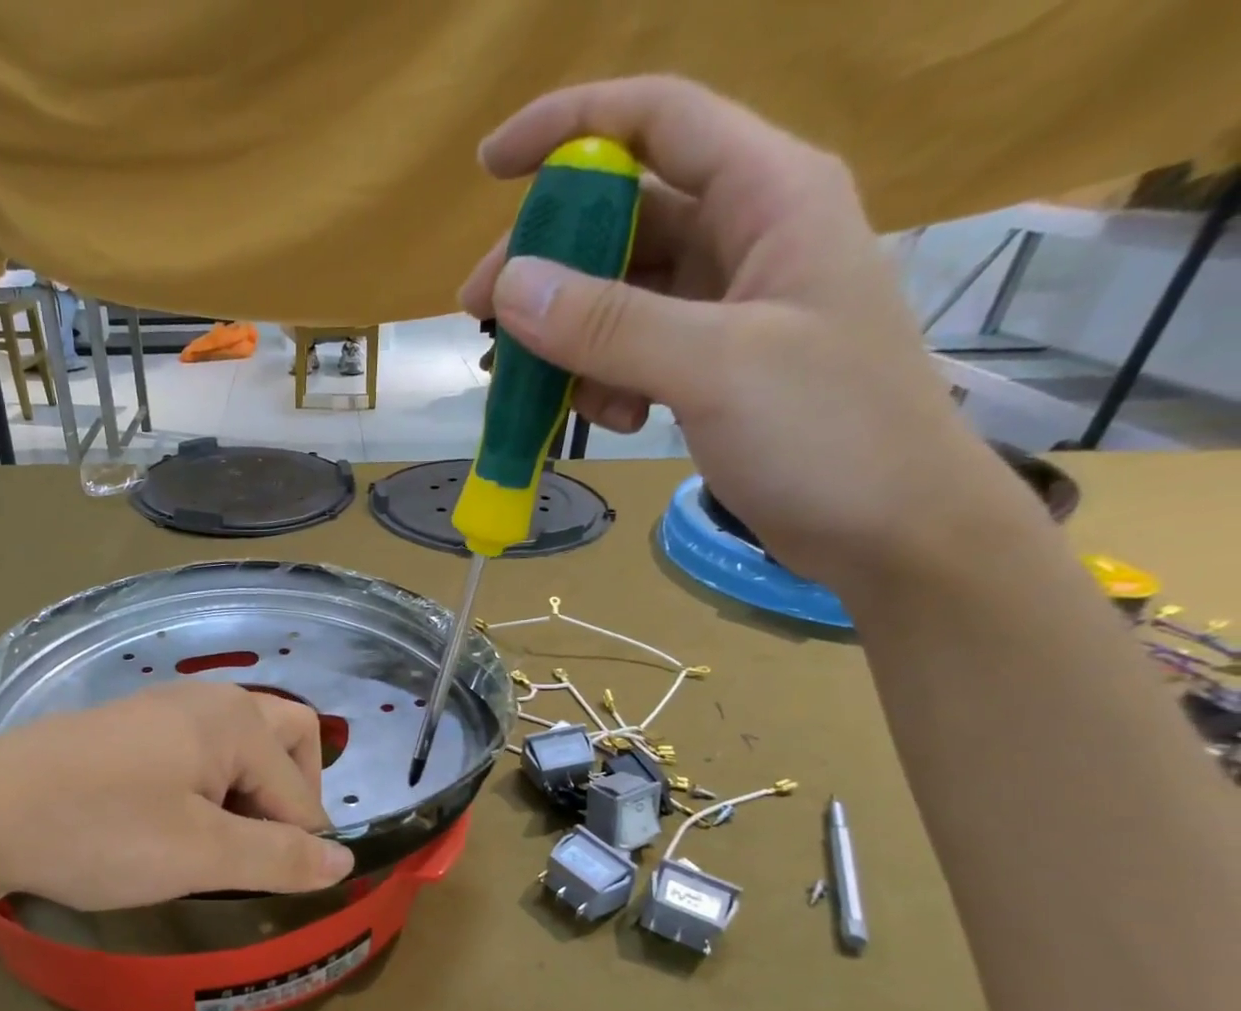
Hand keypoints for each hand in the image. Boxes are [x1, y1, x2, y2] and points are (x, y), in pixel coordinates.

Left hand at [0, 683, 354, 922]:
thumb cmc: (101, 832)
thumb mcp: (201, 854)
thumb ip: (281, 858)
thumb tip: (344, 862)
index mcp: (235, 720)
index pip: (299, 789)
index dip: (301, 844)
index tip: (277, 889)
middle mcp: (206, 700)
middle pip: (284, 741)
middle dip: (288, 798)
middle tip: (257, 852)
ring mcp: (161, 709)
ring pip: (238, 748)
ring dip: (246, 795)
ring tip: (212, 846)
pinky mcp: (127, 729)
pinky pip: (195, 752)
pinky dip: (206, 788)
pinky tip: (169, 825)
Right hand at [460, 75, 1030, 590]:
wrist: (890, 527)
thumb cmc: (830, 433)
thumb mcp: (716, 368)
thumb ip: (611, 325)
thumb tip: (510, 286)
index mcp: (770, 196)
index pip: (659, 122)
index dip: (570, 127)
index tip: (490, 168)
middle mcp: (746, 237)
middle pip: (622, 219)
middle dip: (548, 265)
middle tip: (481, 318)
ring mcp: (728, 307)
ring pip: (620, 296)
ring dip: (570, 338)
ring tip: (540, 392)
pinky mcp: (713, 366)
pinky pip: (634, 352)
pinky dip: (605, 381)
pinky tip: (614, 420)